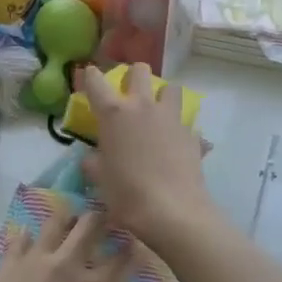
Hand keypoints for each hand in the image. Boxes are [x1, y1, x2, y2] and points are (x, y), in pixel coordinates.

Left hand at [0, 211, 124, 281]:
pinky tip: (29, 246)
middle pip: (92, 223)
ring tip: (67, 227)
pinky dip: (30, 238)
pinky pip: (23, 237)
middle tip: (102, 223)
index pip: (123, 259)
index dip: (131, 249)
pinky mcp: (7, 260)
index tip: (131, 246)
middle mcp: (68, 265)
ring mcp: (35, 258)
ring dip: (66, 221)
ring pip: (57, 221)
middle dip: (101, 218)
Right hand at [78, 65, 218, 251]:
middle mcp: (143, 106)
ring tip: (158, 113)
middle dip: (133, 76)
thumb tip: (92, 157)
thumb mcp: (100, 179)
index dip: (90, 76)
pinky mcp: (192, 133)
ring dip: (162, 95)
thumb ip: (93, 162)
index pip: (95, 81)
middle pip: (140, 70)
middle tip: (129, 94)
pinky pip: (185, 121)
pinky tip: (175, 144)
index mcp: (114, 113)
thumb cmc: (127, 194)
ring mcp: (171, 117)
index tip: (90, 78)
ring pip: (171, 88)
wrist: (172, 210)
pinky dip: (179, 127)